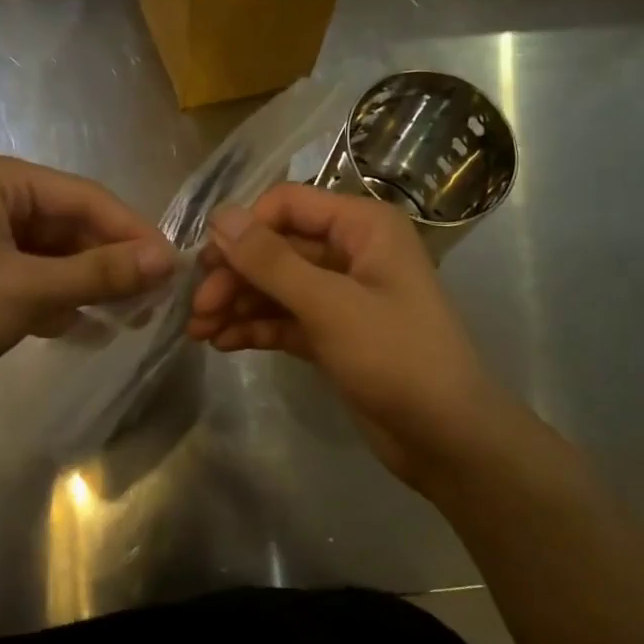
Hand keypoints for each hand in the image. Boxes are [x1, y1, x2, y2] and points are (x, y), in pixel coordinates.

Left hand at [0, 153, 173, 426]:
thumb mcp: (29, 289)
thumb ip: (100, 273)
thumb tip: (168, 260)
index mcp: (0, 181)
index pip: (86, 198)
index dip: (134, 232)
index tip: (174, 268)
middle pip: (70, 226)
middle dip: (112, 262)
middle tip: (156, 298)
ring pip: (53, 256)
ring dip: (90, 284)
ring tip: (131, 316)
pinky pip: (31, 280)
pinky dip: (59, 301)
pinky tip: (86, 328)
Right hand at [186, 183, 529, 494]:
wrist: (447, 438)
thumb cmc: (397, 357)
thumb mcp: (330, 305)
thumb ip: (272, 260)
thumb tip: (220, 216)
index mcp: (363, 227)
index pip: (288, 205)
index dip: (245, 229)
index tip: (206, 263)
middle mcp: (351, 251)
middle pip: (277, 247)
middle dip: (235, 275)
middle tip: (197, 308)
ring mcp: (341, 295)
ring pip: (276, 286)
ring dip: (237, 304)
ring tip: (198, 331)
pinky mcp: (333, 333)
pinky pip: (285, 318)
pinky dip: (255, 326)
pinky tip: (223, 343)